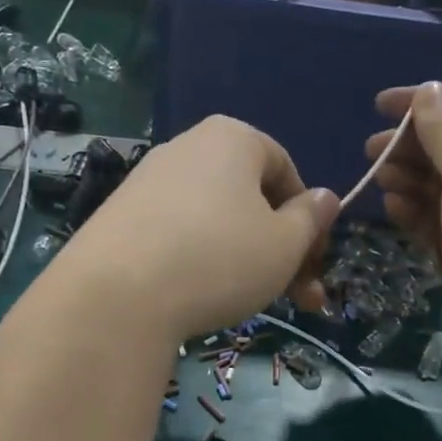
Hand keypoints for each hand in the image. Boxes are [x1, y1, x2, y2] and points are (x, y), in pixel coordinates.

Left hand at [49, 116, 338, 340]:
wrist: (116, 296)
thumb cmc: (220, 259)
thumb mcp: (285, 244)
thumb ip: (311, 219)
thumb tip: (325, 198)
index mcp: (232, 138)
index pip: (286, 170)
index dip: (309, 219)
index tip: (313, 261)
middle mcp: (187, 148)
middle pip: (250, 198)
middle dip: (281, 249)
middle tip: (299, 298)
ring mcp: (147, 181)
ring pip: (216, 220)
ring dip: (245, 259)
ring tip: (250, 302)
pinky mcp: (119, 216)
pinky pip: (178, 233)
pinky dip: (200, 260)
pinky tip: (202, 294)